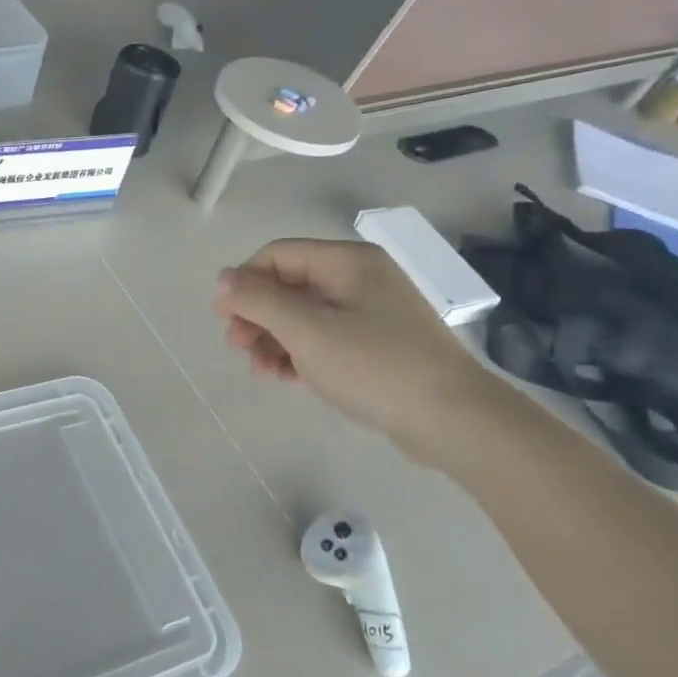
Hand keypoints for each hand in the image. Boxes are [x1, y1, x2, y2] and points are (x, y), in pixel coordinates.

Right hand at [213, 239, 501, 463]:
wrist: (454, 421)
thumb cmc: (374, 366)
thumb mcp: (306, 330)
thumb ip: (259, 299)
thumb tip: (223, 278)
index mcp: (348, 262)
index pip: (278, 255)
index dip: (245, 282)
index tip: (224, 318)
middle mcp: (360, 279)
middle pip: (289, 285)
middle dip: (257, 315)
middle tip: (237, 347)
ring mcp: (372, 314)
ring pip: (305, 316)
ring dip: (274, 339)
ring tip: (261, 371)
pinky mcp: (379, 346)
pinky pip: (326, 339)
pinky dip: (300, 354)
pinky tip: (286, 378)